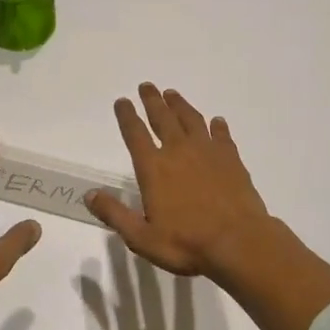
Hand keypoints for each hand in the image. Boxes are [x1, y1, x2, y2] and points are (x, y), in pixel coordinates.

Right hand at [85, 83, 274, 278]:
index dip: (127, 116)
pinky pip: (221, 136)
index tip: (122, 101)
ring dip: (180, 105)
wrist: (239, 243)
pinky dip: (217, 126)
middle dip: (152, 101)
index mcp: (154, 168)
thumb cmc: (187, 243)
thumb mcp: (142, 237)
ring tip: (172, 94)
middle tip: (147, 86)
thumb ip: (115, 214)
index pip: (135, 134)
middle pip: (163, 118)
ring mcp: (208, 152)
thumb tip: (89, 194)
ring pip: (191, 120)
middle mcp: (178, 152)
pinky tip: (217, 121)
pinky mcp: (231, 159)